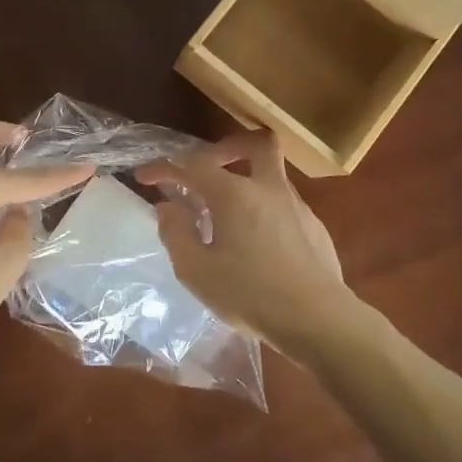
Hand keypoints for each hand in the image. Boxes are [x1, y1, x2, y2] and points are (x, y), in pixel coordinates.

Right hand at [136, 131, 352, 356]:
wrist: (317, 318)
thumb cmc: (249, 294)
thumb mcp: (196, 271)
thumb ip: (176, 233)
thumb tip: (169, 207)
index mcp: (234, 194)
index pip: (193, 165)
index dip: (164, 167)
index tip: (144, 177)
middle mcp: (268, 188)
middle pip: (255, 143)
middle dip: (226, 148)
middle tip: (206, 171)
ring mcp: (297, 205)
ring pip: (271, 174)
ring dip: (246, 181)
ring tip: (226, 215)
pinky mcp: (315, 226)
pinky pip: (284, 203)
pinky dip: (263, 209)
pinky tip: (256, 242)